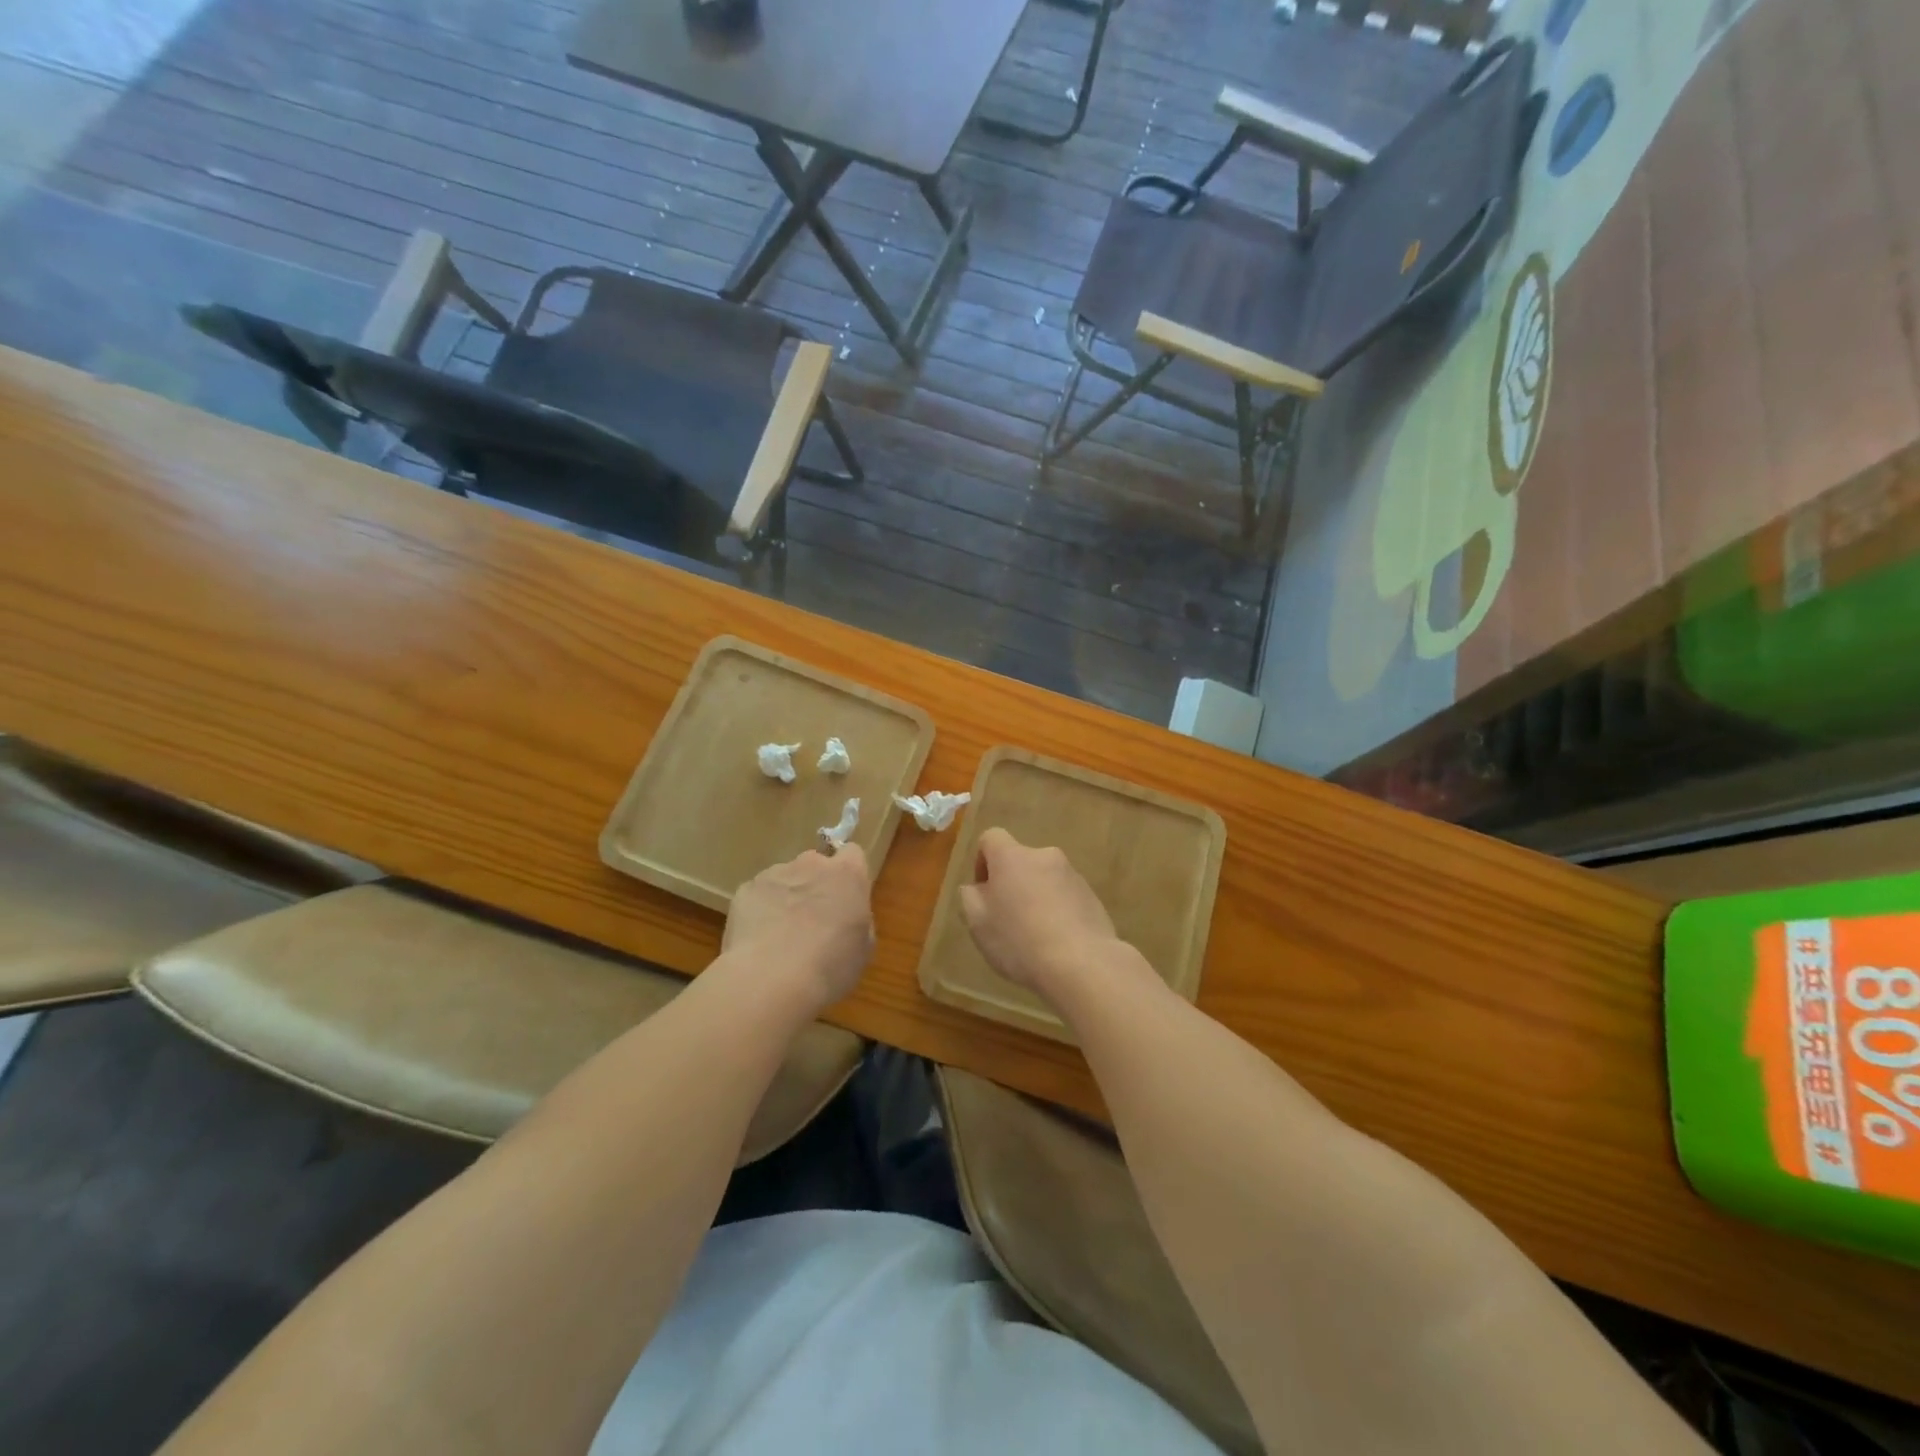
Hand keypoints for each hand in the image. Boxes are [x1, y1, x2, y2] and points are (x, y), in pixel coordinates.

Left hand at [724, 846, 874, 1013]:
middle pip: (815, 864)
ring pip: (784, 879)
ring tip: (780, 936)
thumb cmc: (830, 966)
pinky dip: (759, 911)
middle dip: (814, 884)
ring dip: (786, 898)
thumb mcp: (863, 948)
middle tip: (813, 920)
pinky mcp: (745, 889)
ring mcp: (775, 874)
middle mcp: (811, 864)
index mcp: (847, 875)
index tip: (845, 896)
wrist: (771, 979)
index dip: (848, 873)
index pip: (852, 853)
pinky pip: (757, 895)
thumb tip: (846, 916)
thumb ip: (857, 920)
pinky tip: (758, 941)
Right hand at [958, 828, 1124, 1002]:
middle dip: (1011, 884)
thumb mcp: (977, 922)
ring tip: (1035, 936)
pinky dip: (1058, 911)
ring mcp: (1072, 875)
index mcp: (1012, 857)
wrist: (1082, 964)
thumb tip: (978, 887)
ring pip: (1044, 880)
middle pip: (1020, 861)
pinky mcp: (1092, 896)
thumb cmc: (1019, 940)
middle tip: (1007, 919)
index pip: (991, 838)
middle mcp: (1044, 856)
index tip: (984, 892)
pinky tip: (1057, 943)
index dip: (982, 861)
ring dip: (1036, 897)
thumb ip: (970, 897)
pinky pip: (1066, 897)